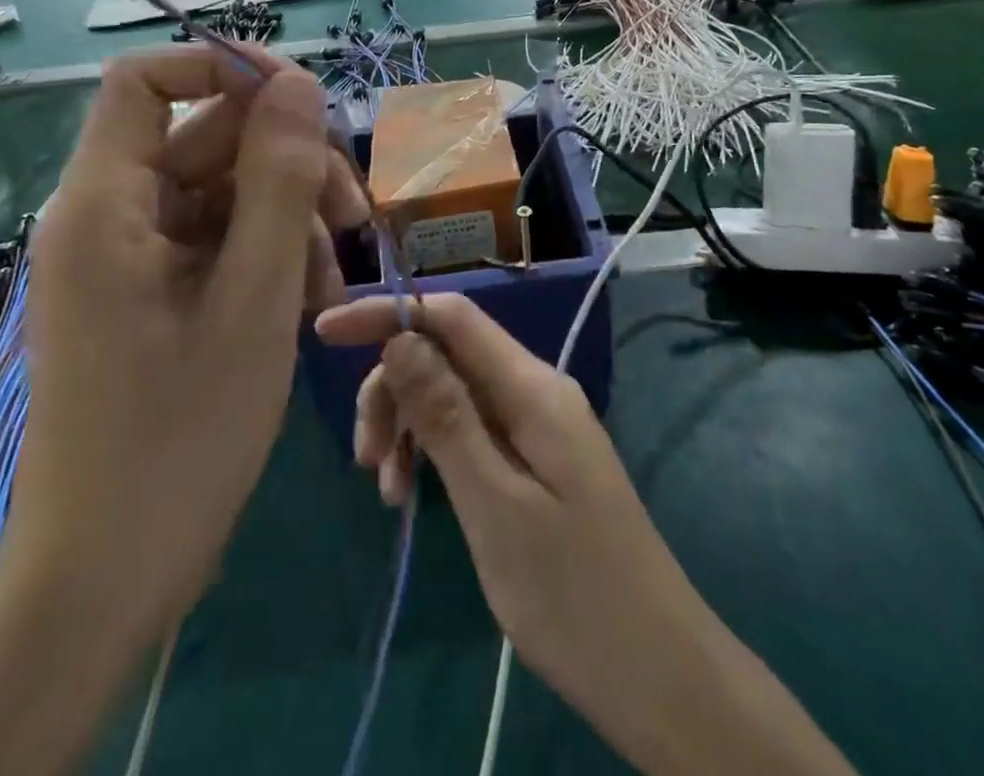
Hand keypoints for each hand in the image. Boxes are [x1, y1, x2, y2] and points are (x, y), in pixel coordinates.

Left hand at [12, 49, 366, 641]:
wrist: (110, 572)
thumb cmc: (179, 436)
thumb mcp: (254, 296)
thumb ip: (279, 178)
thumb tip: (298, 82)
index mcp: (106, 202)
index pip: (147, 78)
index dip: (223, 68)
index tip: (300, 101)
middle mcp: (111, 214)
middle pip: (208, 138)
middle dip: (289, 164)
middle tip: (354, 219)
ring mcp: (133, 255)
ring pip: (226, 190)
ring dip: (291, 219)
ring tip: (336, 282)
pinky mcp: (154, 289)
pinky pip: (220, 239)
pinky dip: (271, 256)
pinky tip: (311, 303)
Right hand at [313, 294, 696, 731]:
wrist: (658, 670)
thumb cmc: (573, 594)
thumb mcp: (495, 505)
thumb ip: (447, 415)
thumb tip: (401, 336)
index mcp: (532, 387)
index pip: (452, 317)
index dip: (389, 313)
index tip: (325, 332)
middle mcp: (536, 389)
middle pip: (447, 355)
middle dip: (394, 389)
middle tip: (365, 458)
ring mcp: (539, 425)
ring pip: (454, 394)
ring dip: (410, 426)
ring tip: (387, 490)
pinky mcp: (537, 459)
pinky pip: (472, 430)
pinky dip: (434, 452)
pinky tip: (413, 494)